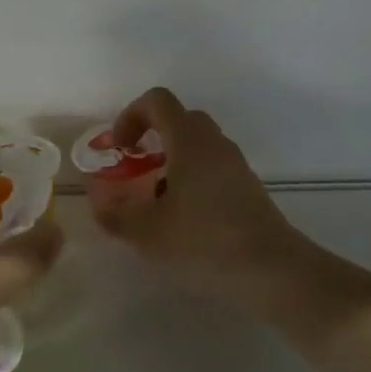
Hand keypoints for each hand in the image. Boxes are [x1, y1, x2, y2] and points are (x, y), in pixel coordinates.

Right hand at [86, 87, 305, 318]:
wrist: (273, 270)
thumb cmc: (205, 242)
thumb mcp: (148, 233)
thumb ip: (116, 215)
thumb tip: (98, 203)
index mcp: (189, 141)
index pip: (157, 101)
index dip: (130, 116)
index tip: (119, 149)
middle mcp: (214, 143)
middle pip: (179, 119)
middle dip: (151, 137)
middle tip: (135, 169)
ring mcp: (235, 164)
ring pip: (197, 145)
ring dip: (171, 160)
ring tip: (157, 201)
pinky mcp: (248, 187)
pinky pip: (213, 167)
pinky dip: (191, 179)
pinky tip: (184, 219)